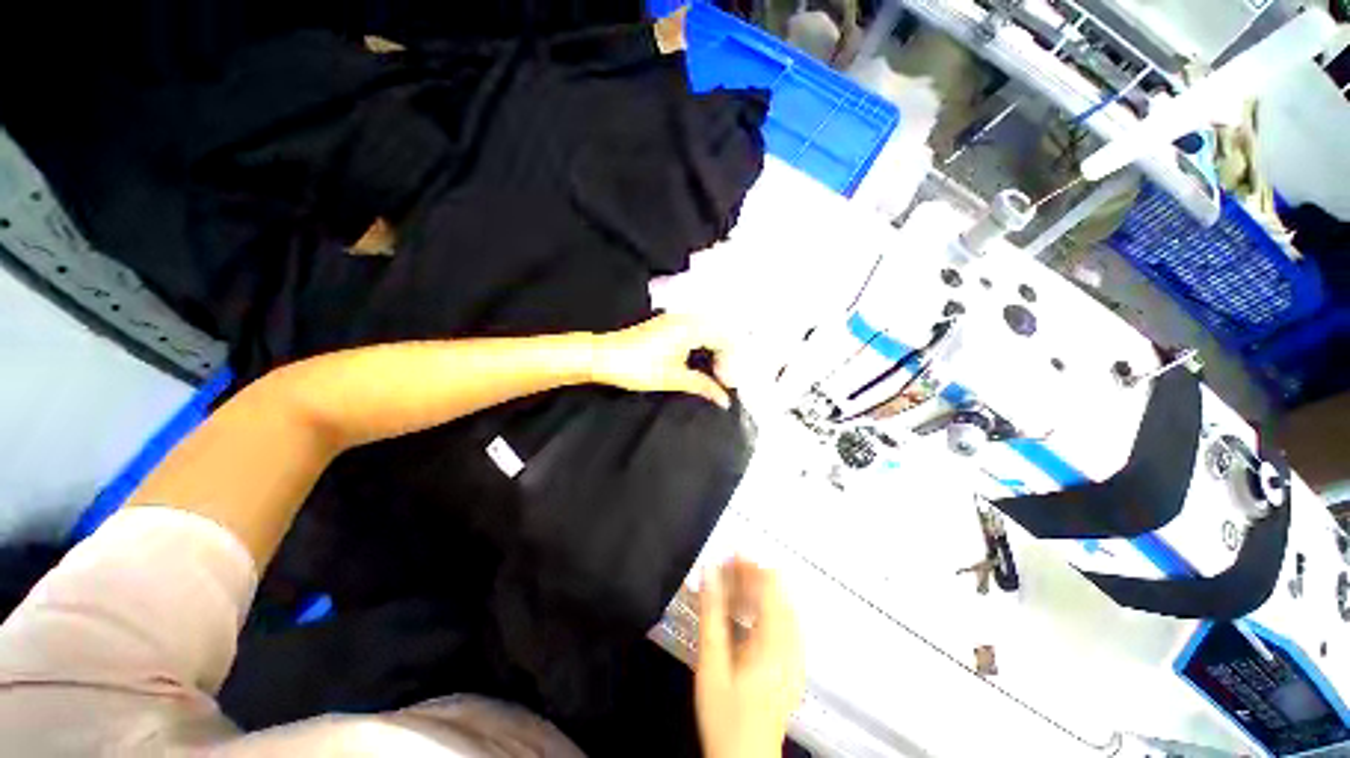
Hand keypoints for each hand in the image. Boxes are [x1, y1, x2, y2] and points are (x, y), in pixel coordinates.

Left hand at [592, 314, 735, 408]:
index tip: (726, 384)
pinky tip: (696, 363)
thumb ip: (703, 386)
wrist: (602, 356)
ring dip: (713, 351)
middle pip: (718, 333)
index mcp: (691, 327)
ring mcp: (673, 319)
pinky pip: (693, 331)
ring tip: (712, 373)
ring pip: (706, 331)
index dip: (730, 363)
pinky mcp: (664, 325)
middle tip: (722, 380)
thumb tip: (723, 399)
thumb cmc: (637, 366)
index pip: (725, 340)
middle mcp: (685, 318)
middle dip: (725, 356)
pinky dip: (700, 346)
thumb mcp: (674, 379)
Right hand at [696, 559, 804, 757]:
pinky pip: (784, 623)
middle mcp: (792, 644)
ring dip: (758, 590)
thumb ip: (711, 614)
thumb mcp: (712, 664)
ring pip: (782, 606)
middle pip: (778, 593)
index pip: (770, 585)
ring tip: (732, 584)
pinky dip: (765, 608)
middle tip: (727, 567)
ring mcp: (796, 656)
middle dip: (752, 575)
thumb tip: (709, 572)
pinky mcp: (793, 665)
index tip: (731, 553)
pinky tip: (747, 611)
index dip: (751, 564)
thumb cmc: (726, 716)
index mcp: (775, 641)